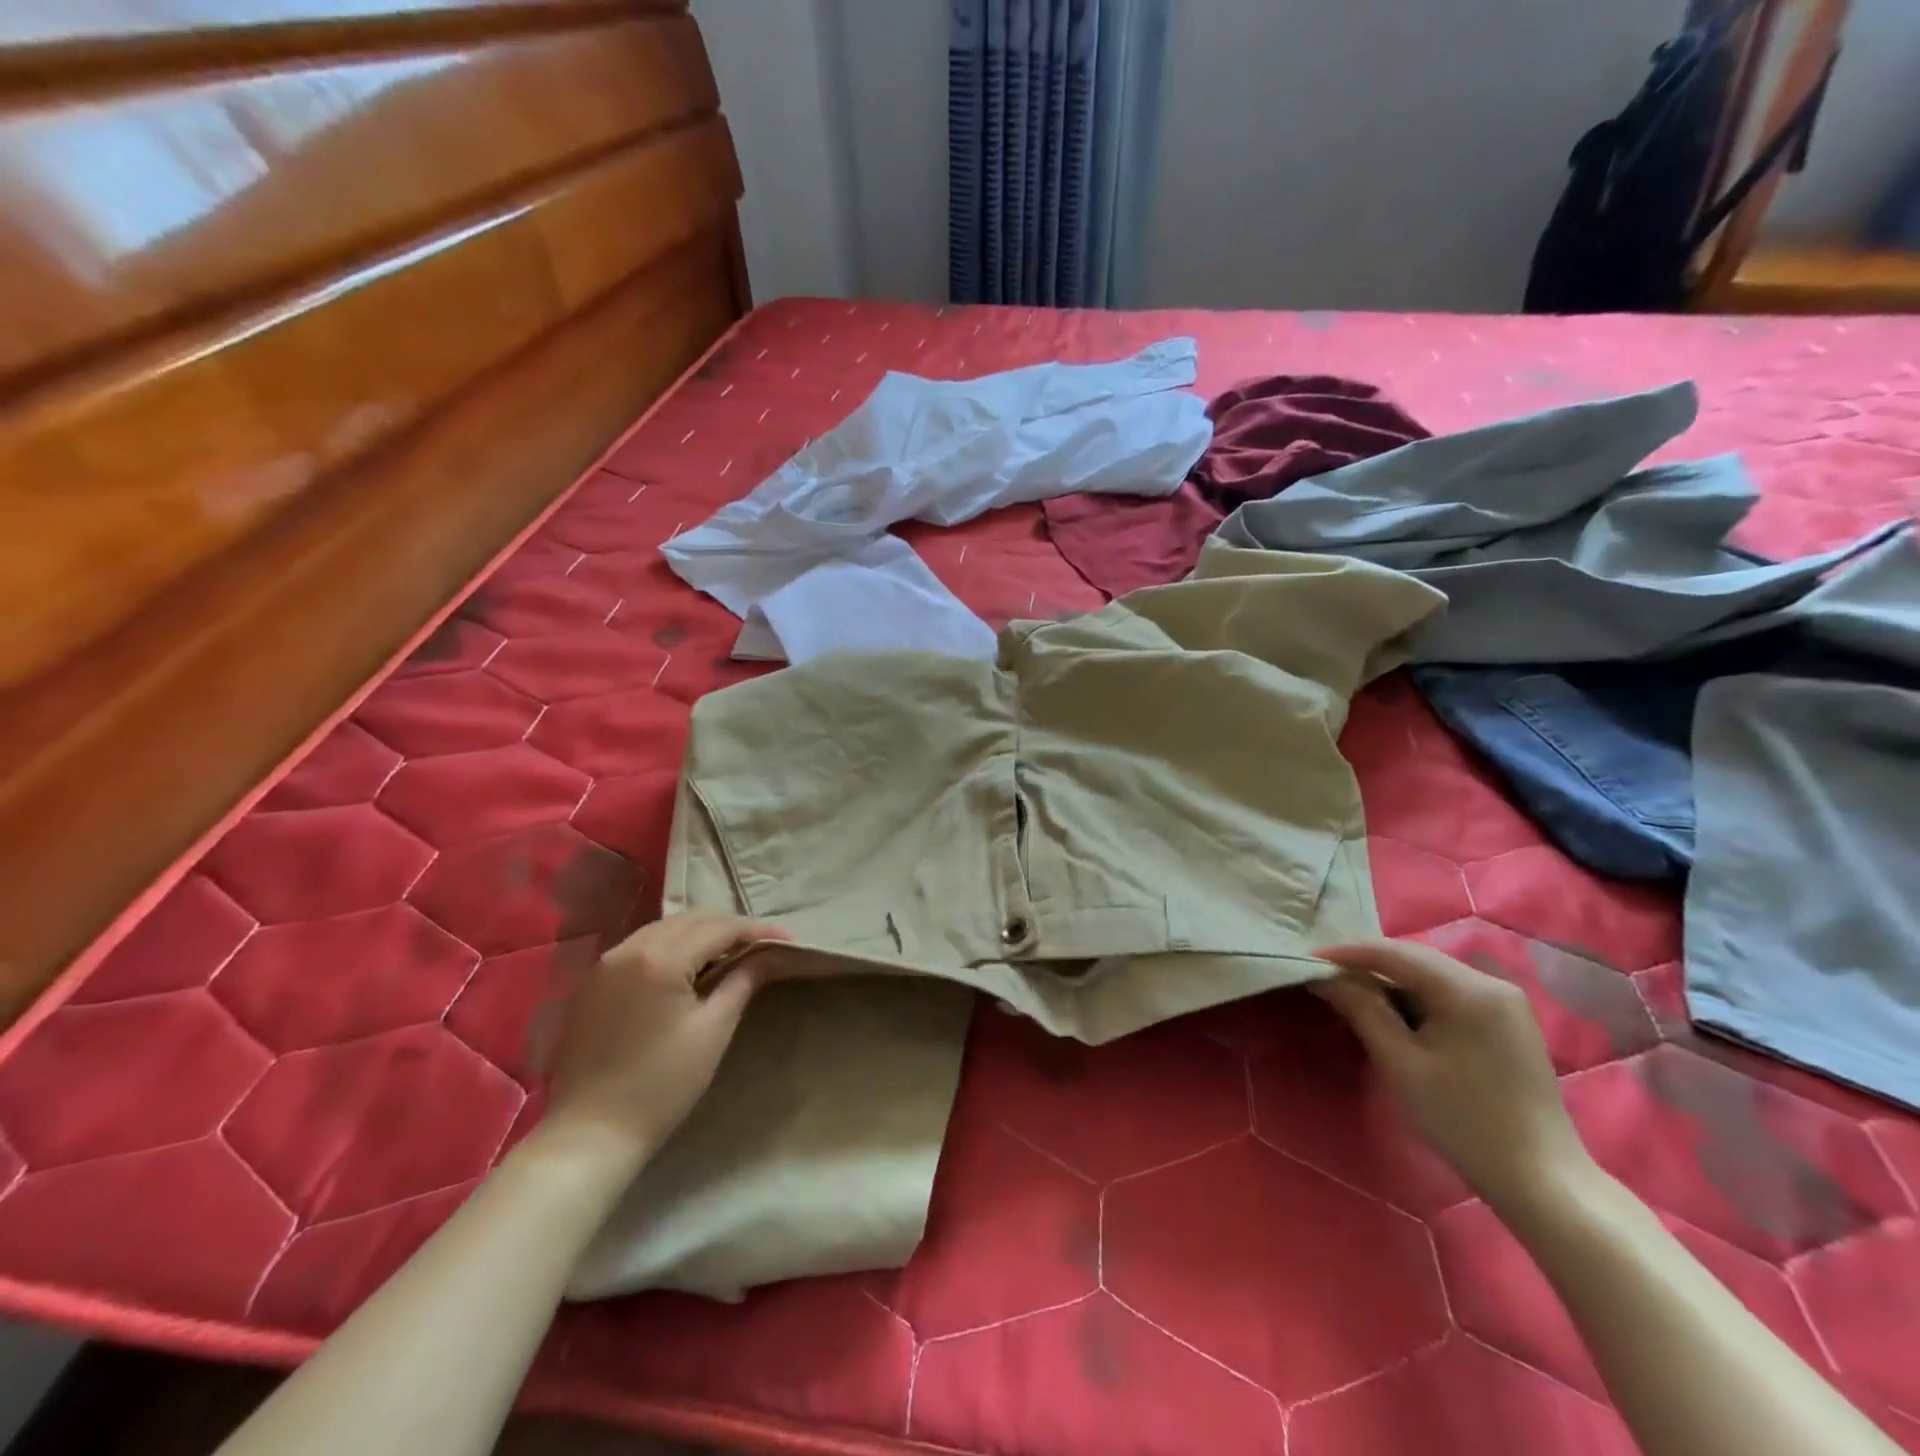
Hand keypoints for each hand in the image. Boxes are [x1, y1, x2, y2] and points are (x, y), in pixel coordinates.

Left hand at [538, 912, 787, 1164]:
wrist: (590, 1134)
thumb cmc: (661, 1085)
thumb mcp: (713, 1030)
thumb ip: (743, 981)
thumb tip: (770, 954)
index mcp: (659, 959)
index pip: (719, 928)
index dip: (756, 930)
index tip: (787, 939)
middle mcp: (629, 948)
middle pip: (690, 920)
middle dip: (729, 927)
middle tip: (762, 945)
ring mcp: (605, 964)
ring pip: (664, 929)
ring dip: (700, 934)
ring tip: (731, 954)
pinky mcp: (593, 982)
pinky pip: (641, 946)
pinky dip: (671, 946)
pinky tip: (689, 967)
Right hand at [1311, 939, 1596, 1216]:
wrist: (1544, 1181)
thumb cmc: (1464, 1122)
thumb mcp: (1401, 1064)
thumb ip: (1362, 1010)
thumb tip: (1324, 975)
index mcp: (1469, 991)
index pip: (1394, 953)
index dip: (1347, 953)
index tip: (1306, 958)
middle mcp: (1492, 983)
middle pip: (1415, 957)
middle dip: (1367, 961)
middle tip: (1324, 972)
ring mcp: (1506, 1001)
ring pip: (1432, 972)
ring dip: (1391, 977)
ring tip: (1351, 989)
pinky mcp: (1508, 1020)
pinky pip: (1450, 990)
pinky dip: (1416, 993)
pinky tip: (1394, 1009)